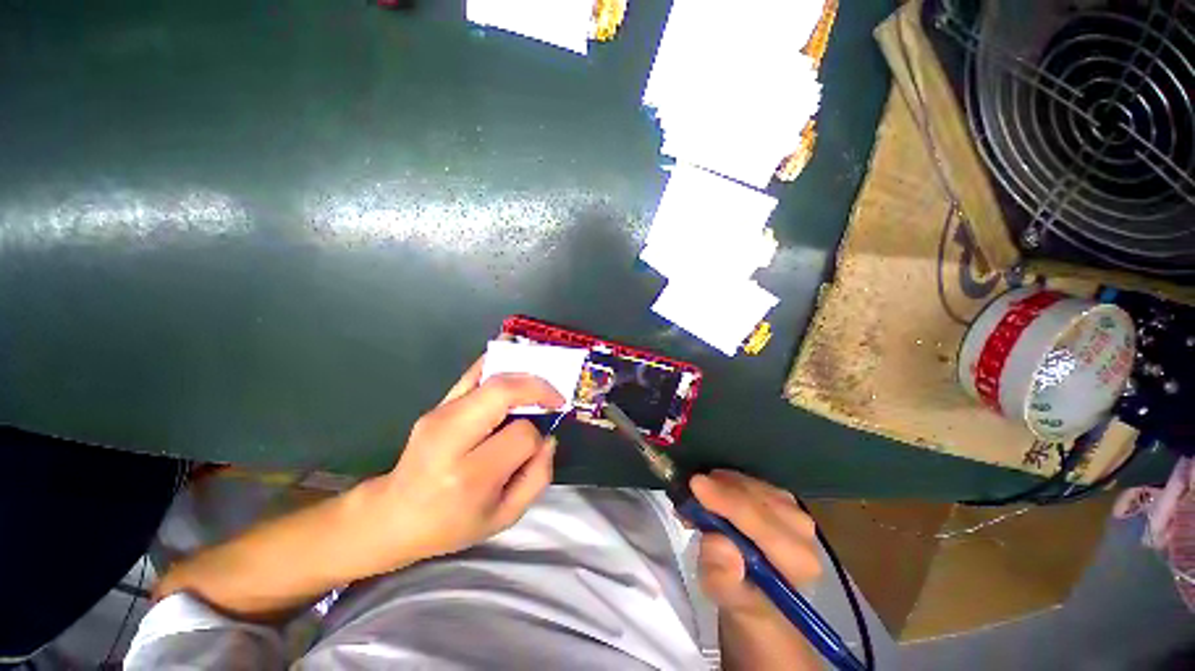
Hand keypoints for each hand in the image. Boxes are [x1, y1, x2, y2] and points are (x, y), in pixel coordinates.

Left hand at [348, 357, 563, 573]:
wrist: (394, 515)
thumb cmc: (452, 523)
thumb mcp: (504, 517)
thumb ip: (538, 477)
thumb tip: (548, 437)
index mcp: (471, 475)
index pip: (520, 435)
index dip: (537, 437)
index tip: (537, 446)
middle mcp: (451, 438)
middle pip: (502, 392)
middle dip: (536, 388)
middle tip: (555, 397)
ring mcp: (440, 416)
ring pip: (490, 378)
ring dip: (523, 375)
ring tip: (541, 383)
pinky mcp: (436, 405)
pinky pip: (472, 374)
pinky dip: (497, 362)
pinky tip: (514, 356)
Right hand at [691, 470, 821, 620]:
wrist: (761, 598)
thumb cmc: (744, 602)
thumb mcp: (726, 600)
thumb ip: (723, 578)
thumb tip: (718, 543)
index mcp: (797, 562)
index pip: (761, 522)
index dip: (726, 500)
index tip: (695, 484)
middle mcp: (803, 532)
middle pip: (757, 497)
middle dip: (720, 489)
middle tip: (689, 491)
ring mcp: (795, 512)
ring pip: (753, 485)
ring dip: (721, 485)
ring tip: (698, 496)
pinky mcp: (784, 500)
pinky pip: (752, 481)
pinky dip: (727, 482)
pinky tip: (712, 492)